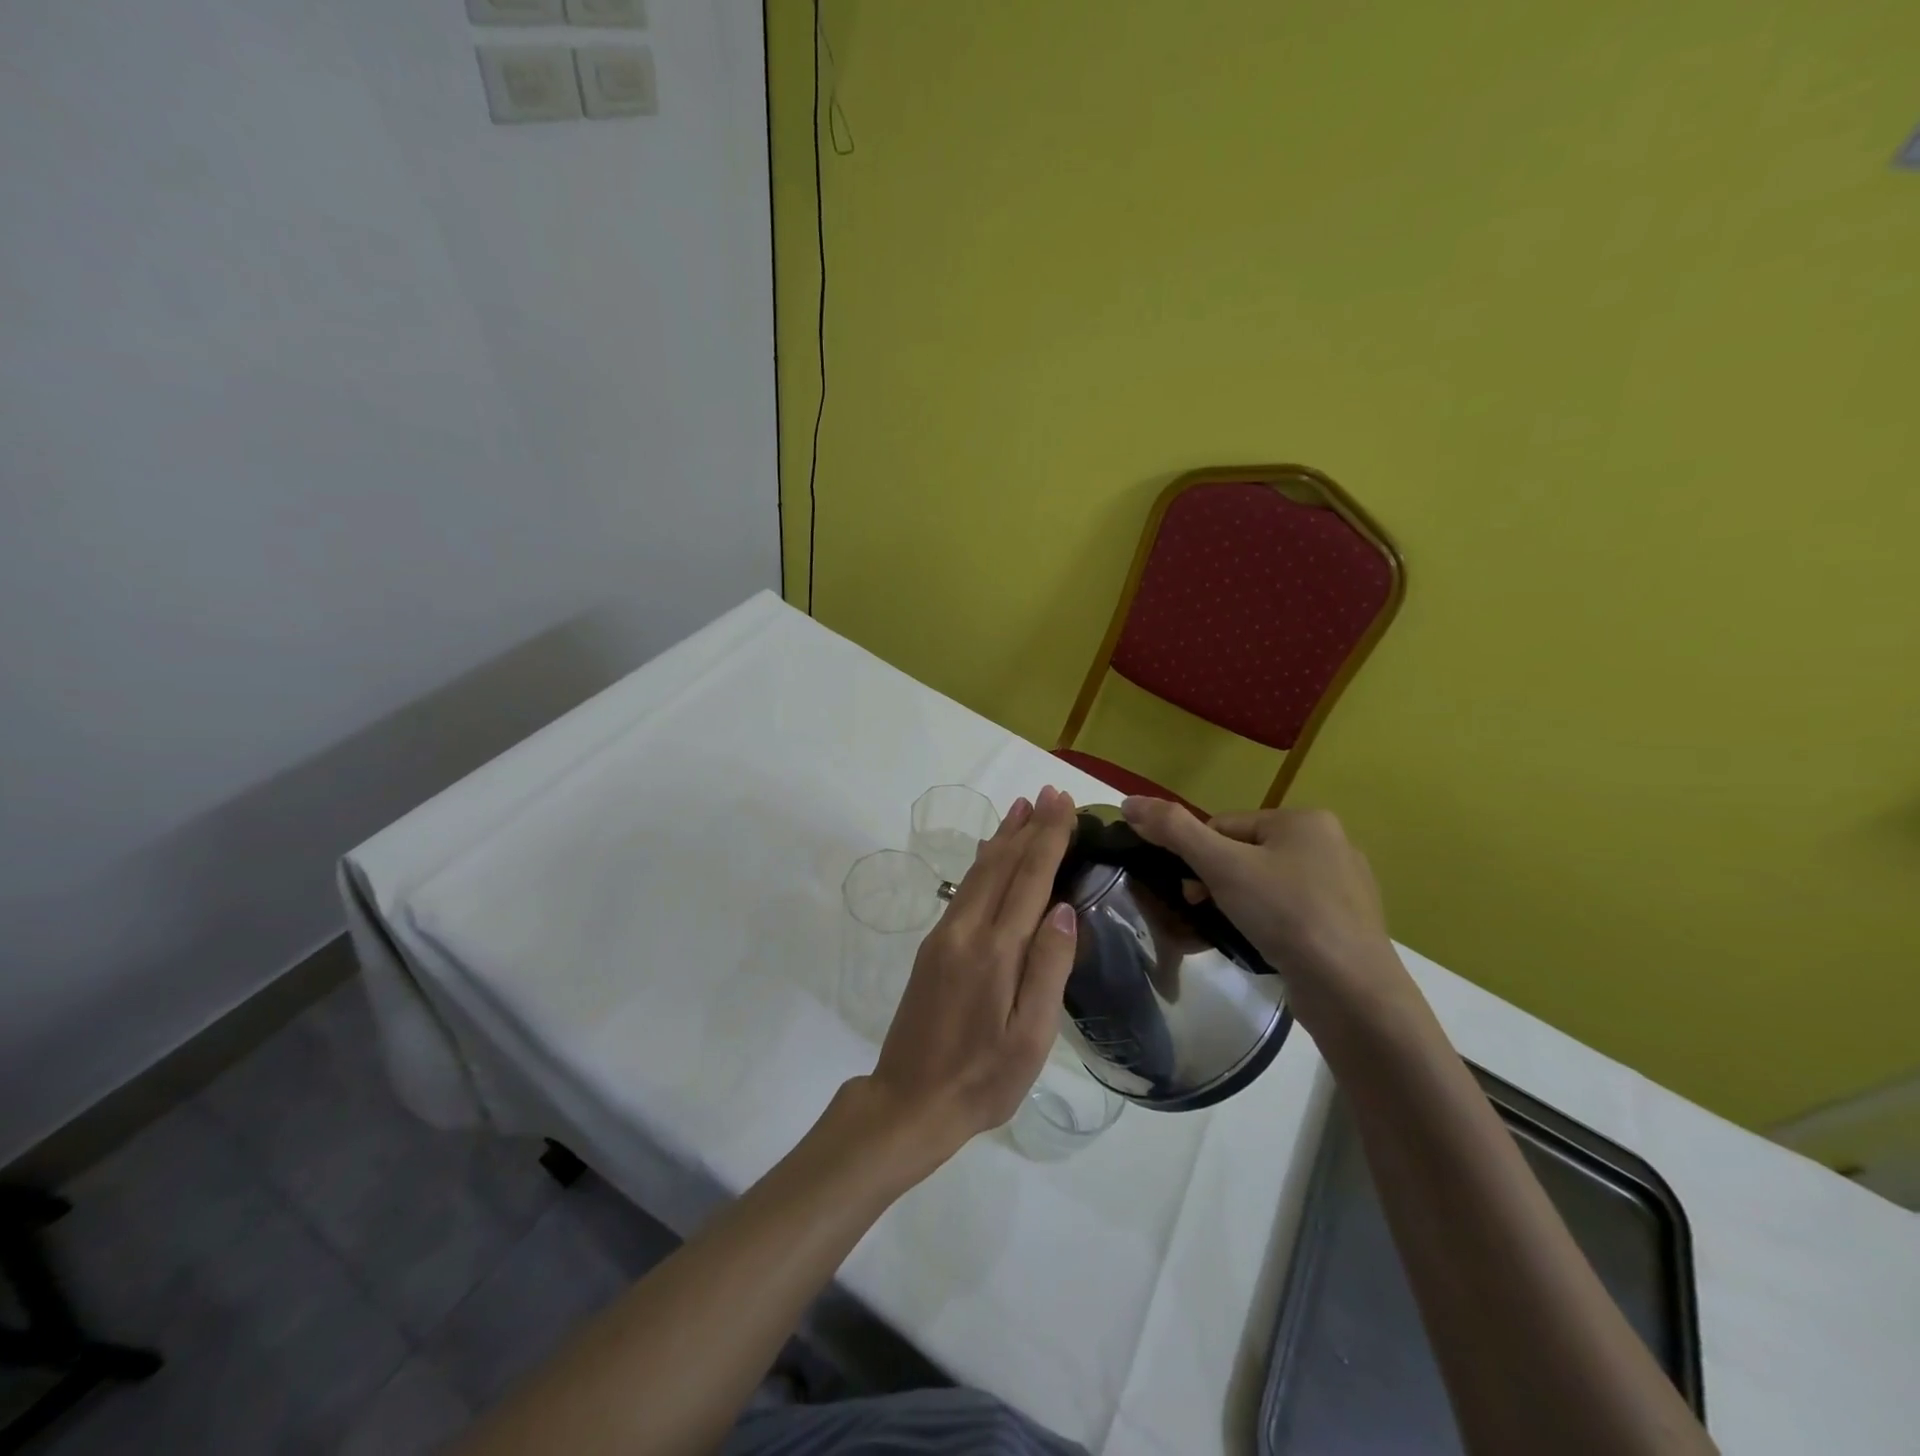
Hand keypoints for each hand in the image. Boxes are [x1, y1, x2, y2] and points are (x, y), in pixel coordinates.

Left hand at [861, 786, 1079, 1160]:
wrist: (908, 1102)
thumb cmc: (982, 1079)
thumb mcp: (1030, 1038)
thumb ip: (1048, 969)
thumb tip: (1063, 908)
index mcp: (995, 951)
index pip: (1029, 879)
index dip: (1048, 839)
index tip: (1063, 804)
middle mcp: (965, 931)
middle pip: (1001, 865)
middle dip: (1028, 827)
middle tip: (1049, 794)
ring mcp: (944, 937)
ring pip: (978, 872)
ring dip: (1003, 838)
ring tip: (1022, 809)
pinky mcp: (933, 948)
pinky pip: (964, 890)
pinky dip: (984, 862)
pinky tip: (989, 854)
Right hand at [1120, 796, 1412, 1027]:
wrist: (1352, 991)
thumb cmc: (1286, 914)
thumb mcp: (1221, 866)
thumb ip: (1174, 830)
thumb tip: (1129, 801)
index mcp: (1304, 819)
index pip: (1225, 825)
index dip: (1199, 856)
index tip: (1192, 890)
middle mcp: (1330, 844)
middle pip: (1246, 854)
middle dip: (1217, 882)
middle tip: (1205, 912)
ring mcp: (1344, 887)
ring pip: (1266, 885)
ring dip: (1239, 904)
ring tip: (1231, 932)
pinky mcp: (1347, 924)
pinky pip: (1291, 913)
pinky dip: (1269, 925)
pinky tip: (1263, 946)